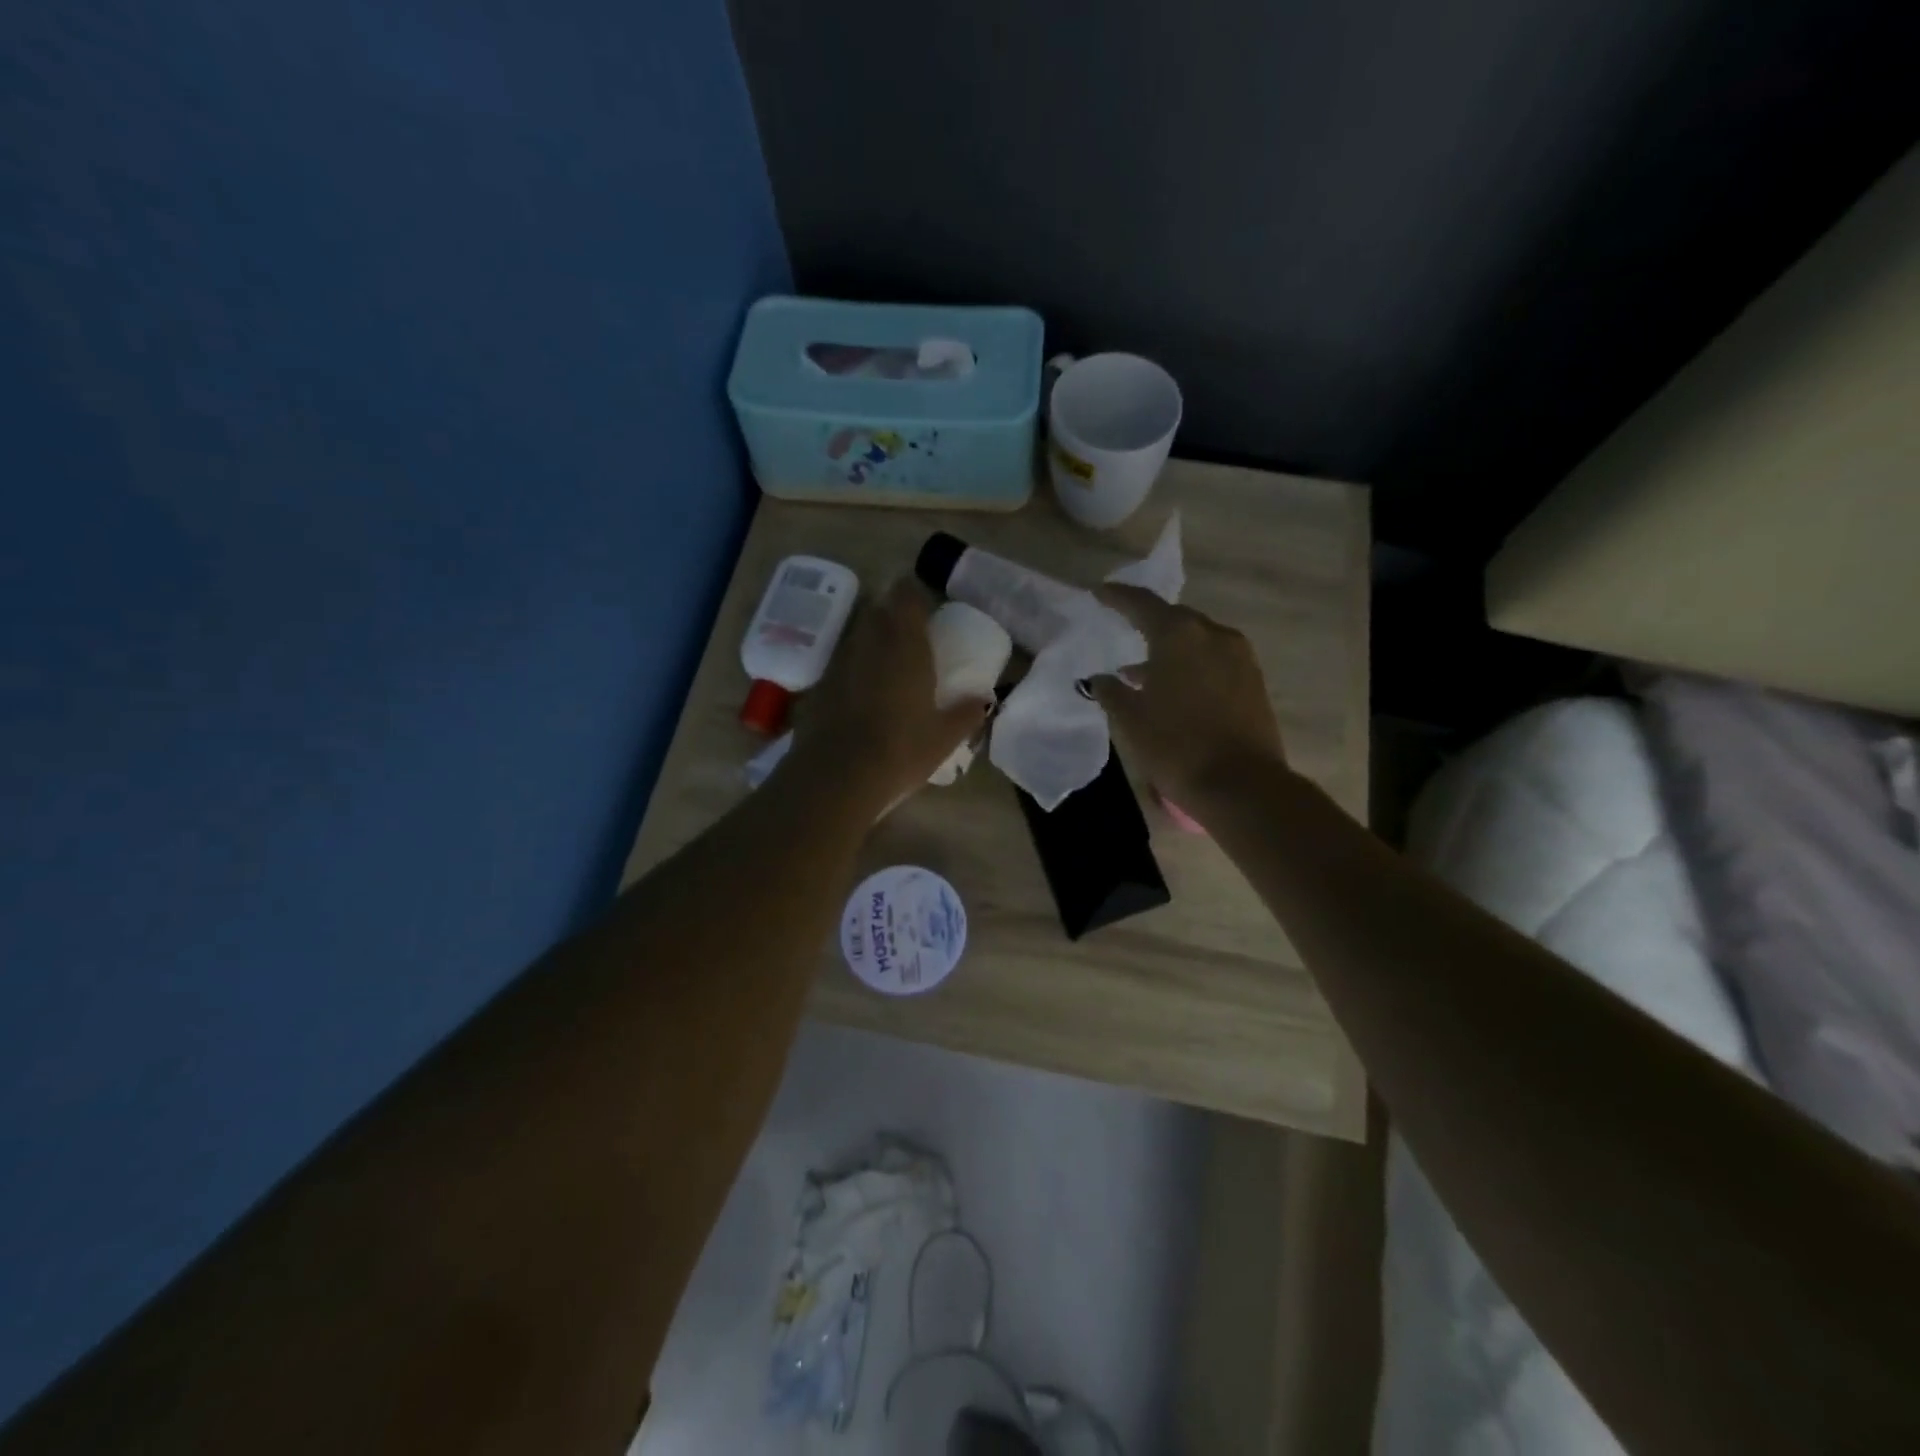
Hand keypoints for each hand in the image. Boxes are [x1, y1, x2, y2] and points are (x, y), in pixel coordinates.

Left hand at [789, 578, 990, 810]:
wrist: (838, 774)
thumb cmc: (901, 750)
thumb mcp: (944, 738)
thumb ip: (966, 713)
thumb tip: (983, 700)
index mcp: (907, 645)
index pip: (907, 596)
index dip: (914, 595)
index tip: (924, 607)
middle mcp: (871, 641)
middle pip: (879, 609)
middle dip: (893, 613)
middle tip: (909, 633)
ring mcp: (841, 660)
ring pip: (858, 633)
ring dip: (872, 637)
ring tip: (887, 660)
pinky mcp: (820, 682)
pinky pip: (842, 660)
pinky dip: (854, 665)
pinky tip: (862, 689)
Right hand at [1091, 584, 1286, 804]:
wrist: (1241, 784)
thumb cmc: (1176, 745)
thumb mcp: (1130, 719)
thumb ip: (1112, 691)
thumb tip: (1104, 678)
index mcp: (1179, 634)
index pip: (1142, 604)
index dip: (1118, 597)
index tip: (1100, 593)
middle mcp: (1213, 635)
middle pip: (1175, 619)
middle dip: (1149, 623)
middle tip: (1125, 630)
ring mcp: (1240, 657)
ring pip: (1198, 641)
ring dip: (1172, 649)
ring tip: (1145, 670)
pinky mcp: (1254, 681)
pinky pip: (1215, 660)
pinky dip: (1193, 665)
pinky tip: (1176, 688)